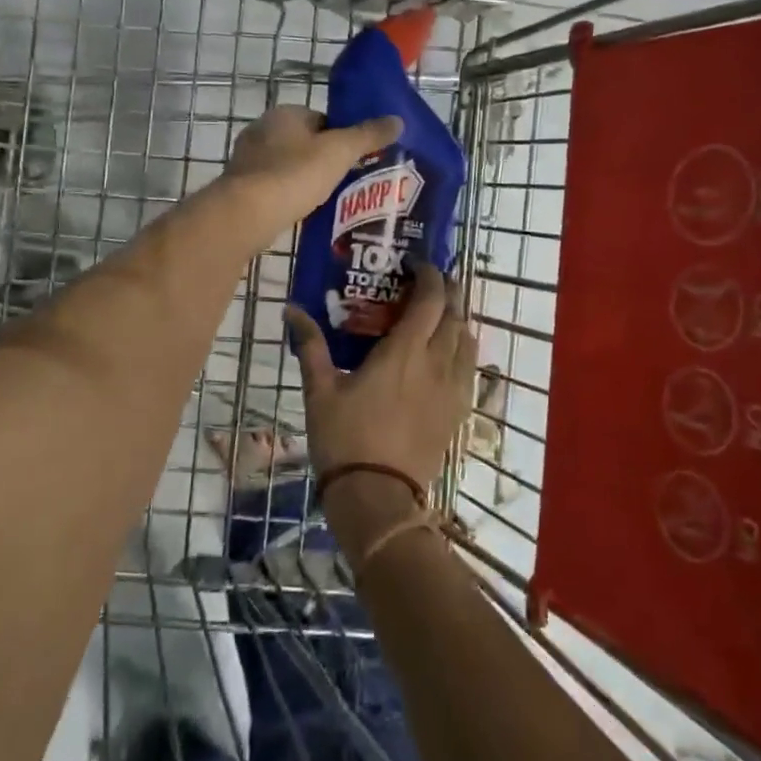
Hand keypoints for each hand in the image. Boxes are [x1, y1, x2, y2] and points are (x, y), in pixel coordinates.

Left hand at [223, 105, 400, 242]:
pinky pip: (273, 189)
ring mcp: (247, 160)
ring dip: (304, 181)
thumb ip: (368, 135)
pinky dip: (287, 198)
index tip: (355, 159)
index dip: (341, 137)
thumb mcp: (339, 152)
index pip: (321, 119)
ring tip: (328, 202)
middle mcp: (261, 130)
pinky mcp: (239, 188)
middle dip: (322, 161)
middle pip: (303, 143)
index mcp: (284, 114)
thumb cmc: (295, 174)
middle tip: (346, 183)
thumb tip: (398, 120)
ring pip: (287, 167)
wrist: (246, 214)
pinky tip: (302, 214)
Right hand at [285, 261, 476, 492]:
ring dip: (457, 320)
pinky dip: (462, 350)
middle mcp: (437, 362)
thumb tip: (291, 309)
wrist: (377, 495)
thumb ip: (310, 345)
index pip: (431, 298)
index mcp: (405, 350)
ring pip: (468, 340)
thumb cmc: (345, 438)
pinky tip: (445, 356)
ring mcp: (452, 387)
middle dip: (446, 292)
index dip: (429, 274)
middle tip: (427, 285)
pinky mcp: (458, 410)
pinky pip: (469, 368)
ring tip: (437, 316)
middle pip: (455, 314)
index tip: (415, 265)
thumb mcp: (320, 389)